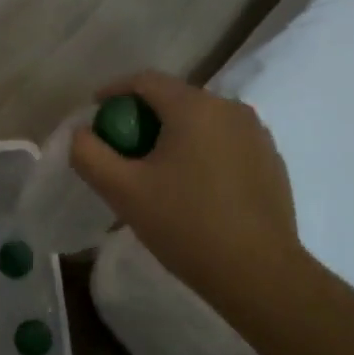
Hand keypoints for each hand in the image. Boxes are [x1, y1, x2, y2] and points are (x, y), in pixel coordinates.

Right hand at [70, 71, 307, 297]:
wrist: (260, 274)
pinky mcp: (271, 159)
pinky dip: (203, 150)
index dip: (115, 90)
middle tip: (123, 146)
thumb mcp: (124, 191)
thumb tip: (81, 133)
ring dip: (175, 134)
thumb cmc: (187, 225)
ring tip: (158, 168)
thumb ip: (90, 154)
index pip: (145, 80)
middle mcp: (230, 108)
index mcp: (194, 106)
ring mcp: (256, 133)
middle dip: (144, 115)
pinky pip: (226, 141)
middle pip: (175, 98)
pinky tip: (195, 186)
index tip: (96, 111)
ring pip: (203, 120)